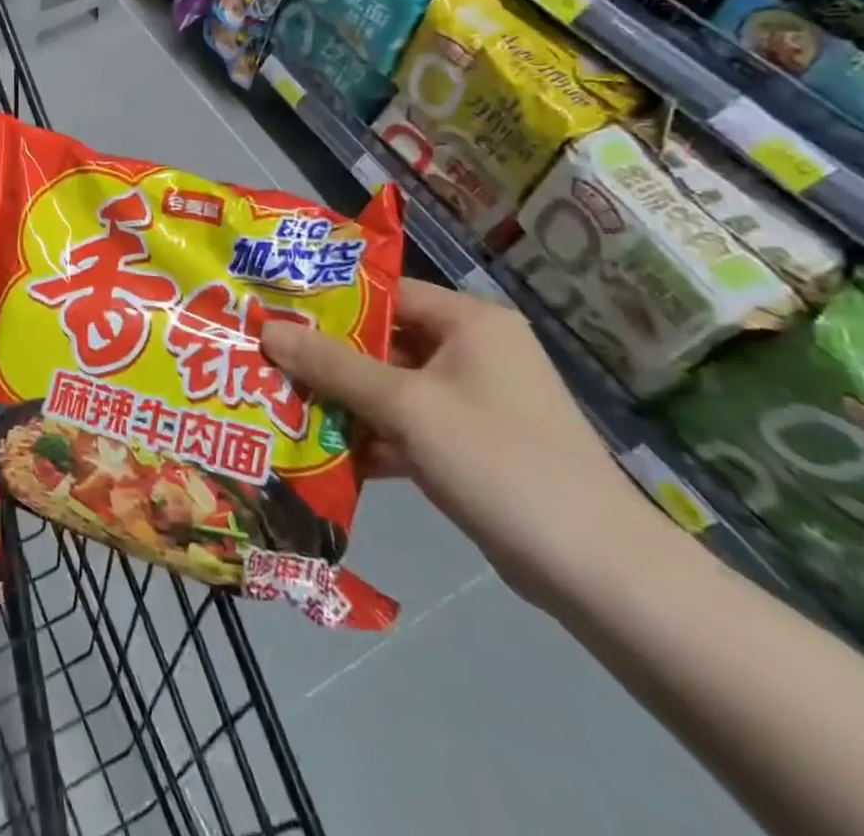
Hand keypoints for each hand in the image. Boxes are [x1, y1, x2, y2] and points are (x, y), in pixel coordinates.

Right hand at [261, 278, 671, 608]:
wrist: (597, 572)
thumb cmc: (498, 460)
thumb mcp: (406, 406)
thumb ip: (333, 366)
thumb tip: (267, 330)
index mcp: (470, 322)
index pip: (386, 292)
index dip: (328, 301)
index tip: (274, 313)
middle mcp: (474, 351)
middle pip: (384, 341)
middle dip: (327, 356)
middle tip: (267, 359)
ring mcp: (475, 401)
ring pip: (391, 386)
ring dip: (343, 399)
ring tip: (280, 402)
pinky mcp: (472, 446)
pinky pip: (407, 425)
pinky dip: (371, 435)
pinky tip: (322, 451)